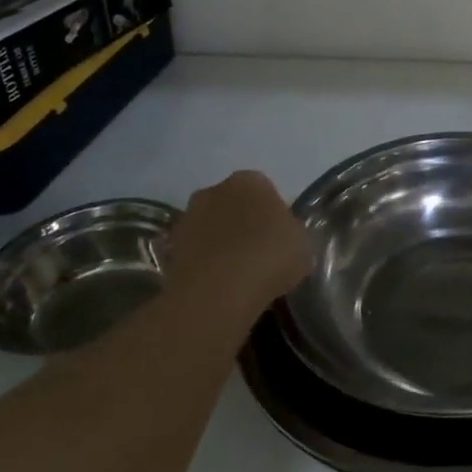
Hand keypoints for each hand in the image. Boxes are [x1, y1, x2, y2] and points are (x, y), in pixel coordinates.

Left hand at [169, 171, 310, 313]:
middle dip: (242, 224)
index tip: (279, 239)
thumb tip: (285, 241)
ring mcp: (188, 218)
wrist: (218, 291)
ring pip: (211, 228)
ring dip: (220, 244)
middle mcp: (215, 190)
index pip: (265, 191)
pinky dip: (204, 265)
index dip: (273, 215)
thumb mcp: (302, 245)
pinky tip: (218, 286)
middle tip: (258, 254)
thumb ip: (292, 235)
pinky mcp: (169, 248)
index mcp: (250, 180)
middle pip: (233, 205)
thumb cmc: (269, 257)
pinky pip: (196, 253)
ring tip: (237, 275)